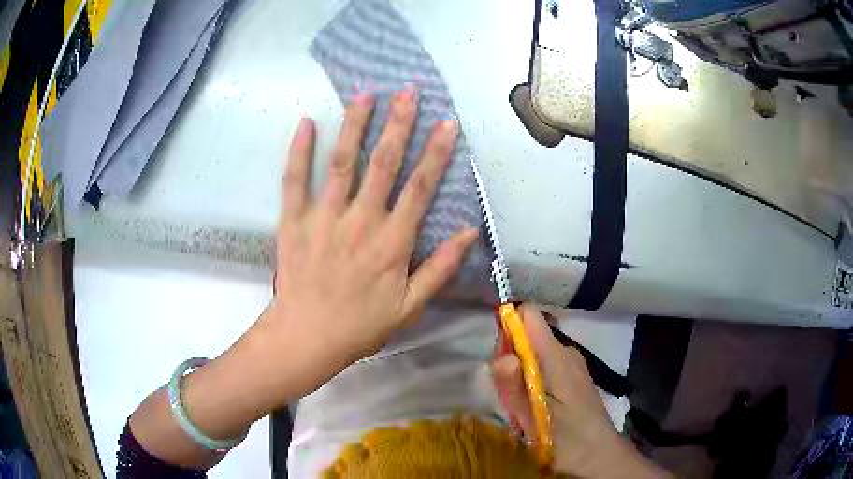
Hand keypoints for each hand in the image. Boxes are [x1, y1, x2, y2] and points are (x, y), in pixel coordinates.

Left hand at [245, 86, 476, 405]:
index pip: (420, 187)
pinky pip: (294, 180)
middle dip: (399, 124)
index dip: (436, 152)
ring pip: (342, 162)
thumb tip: (470, 232)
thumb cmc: (360, 325)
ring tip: (365, 95)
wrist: (307, 337)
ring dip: (355, 125)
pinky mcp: (293, 221)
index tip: (447, 122)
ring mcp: (323, 218)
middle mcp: (361, 221)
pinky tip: (306, 122)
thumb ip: (440, 268)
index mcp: (392, 242)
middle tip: (408, 92)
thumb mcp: (410, 306)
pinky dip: (299, 150)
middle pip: (384, 163)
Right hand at [492, 304, 670, 478]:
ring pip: (534, 354)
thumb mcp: (531, 417)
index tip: (500, 358)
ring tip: (522, 409)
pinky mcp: (574, 377)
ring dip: (520, 376)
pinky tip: (535, 408)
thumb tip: (502, 354)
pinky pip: (545, 366)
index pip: (528, 314)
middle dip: (510, 360)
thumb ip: (514, 386)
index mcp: (556, 355)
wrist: (598, 454)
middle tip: (510, 396)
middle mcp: (566, 351)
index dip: (508, 326)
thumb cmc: (564, 437)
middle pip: (527, 336)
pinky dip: (533, 382)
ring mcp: (572, 364)